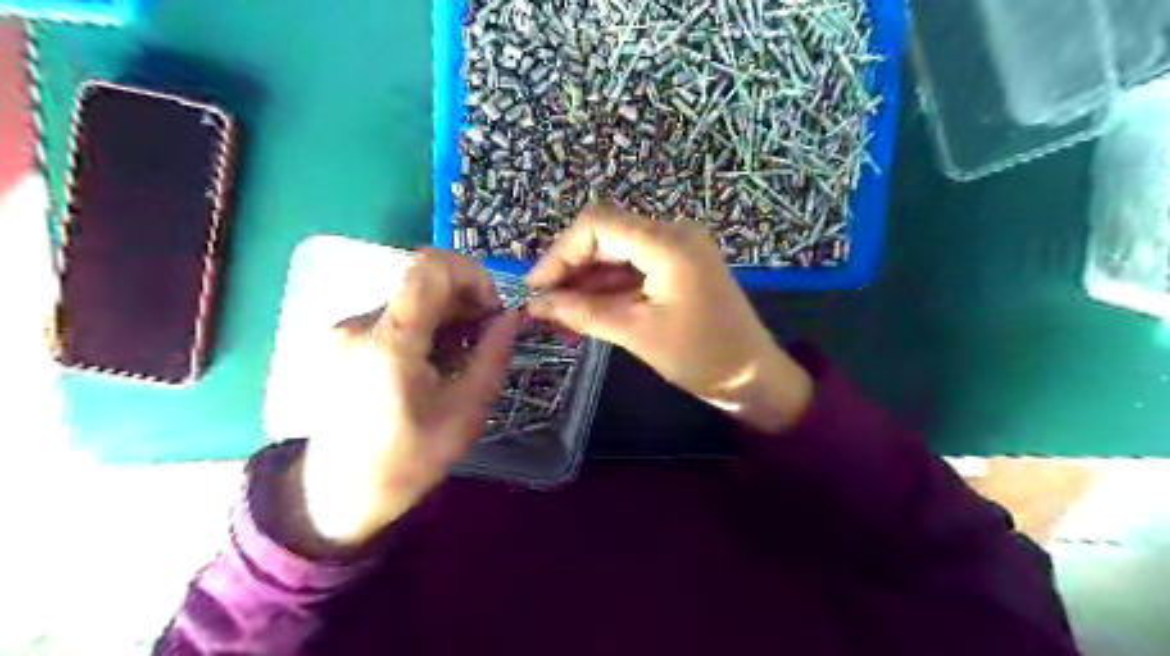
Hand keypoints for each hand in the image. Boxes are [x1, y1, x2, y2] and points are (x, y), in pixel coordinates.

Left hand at [299, 249, 517, 549]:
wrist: (335, 496)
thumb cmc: (406, 461)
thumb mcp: (465, 413)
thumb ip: (492, 357)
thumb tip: (511, 317)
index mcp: (390, 342)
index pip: (431, 267)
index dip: (472, 275)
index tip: (490, 310)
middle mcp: (360, 324)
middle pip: (424, 283)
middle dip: (465, 302)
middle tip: (483, 341)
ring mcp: (346, 330)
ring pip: (411, 300)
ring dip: (446, 318)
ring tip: (458, 360)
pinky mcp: (342, 340)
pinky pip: (396, 317)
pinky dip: (424, 329)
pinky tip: (432, 365)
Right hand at [527, 203, 810, 432]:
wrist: (754, 377)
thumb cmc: (701, 357)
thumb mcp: (636, 333)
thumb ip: (583, 312)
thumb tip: (534, 304)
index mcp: (667, 243)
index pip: (597, 225)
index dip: (560, 253)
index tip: (536, 288)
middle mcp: (673, 233)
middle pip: (604, 236)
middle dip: (570, 269)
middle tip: (544, 306)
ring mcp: (677, 248)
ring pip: (615, 253)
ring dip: (586, 281)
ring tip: (558, 316)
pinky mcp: (678, 266)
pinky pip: (632, 268)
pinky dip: (607, 288)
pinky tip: (584, 312)